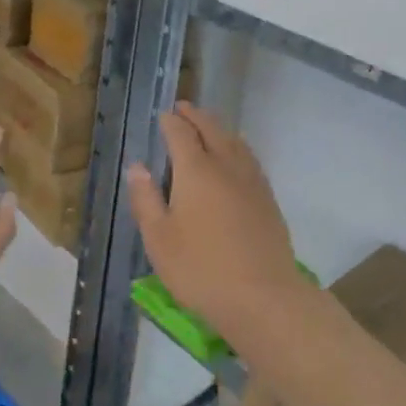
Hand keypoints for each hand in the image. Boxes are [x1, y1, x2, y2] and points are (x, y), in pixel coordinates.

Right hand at [125, 104, 309, 343]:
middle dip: (196, 116)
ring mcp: (252, 181)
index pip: (181, 133)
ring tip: (208, 126)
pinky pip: (249, 158)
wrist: (263, 296)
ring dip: (218, 128)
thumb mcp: (159, 239)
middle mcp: (226, 166)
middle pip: (212, 129)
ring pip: (235, 141)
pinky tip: (235, 159)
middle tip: (184, 109)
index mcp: (196, 171)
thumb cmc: (201, 269)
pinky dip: (236, 147)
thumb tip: (137, 166)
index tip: (162, 115)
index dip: (170, 121)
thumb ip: (146, 199)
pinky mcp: (268, 198)